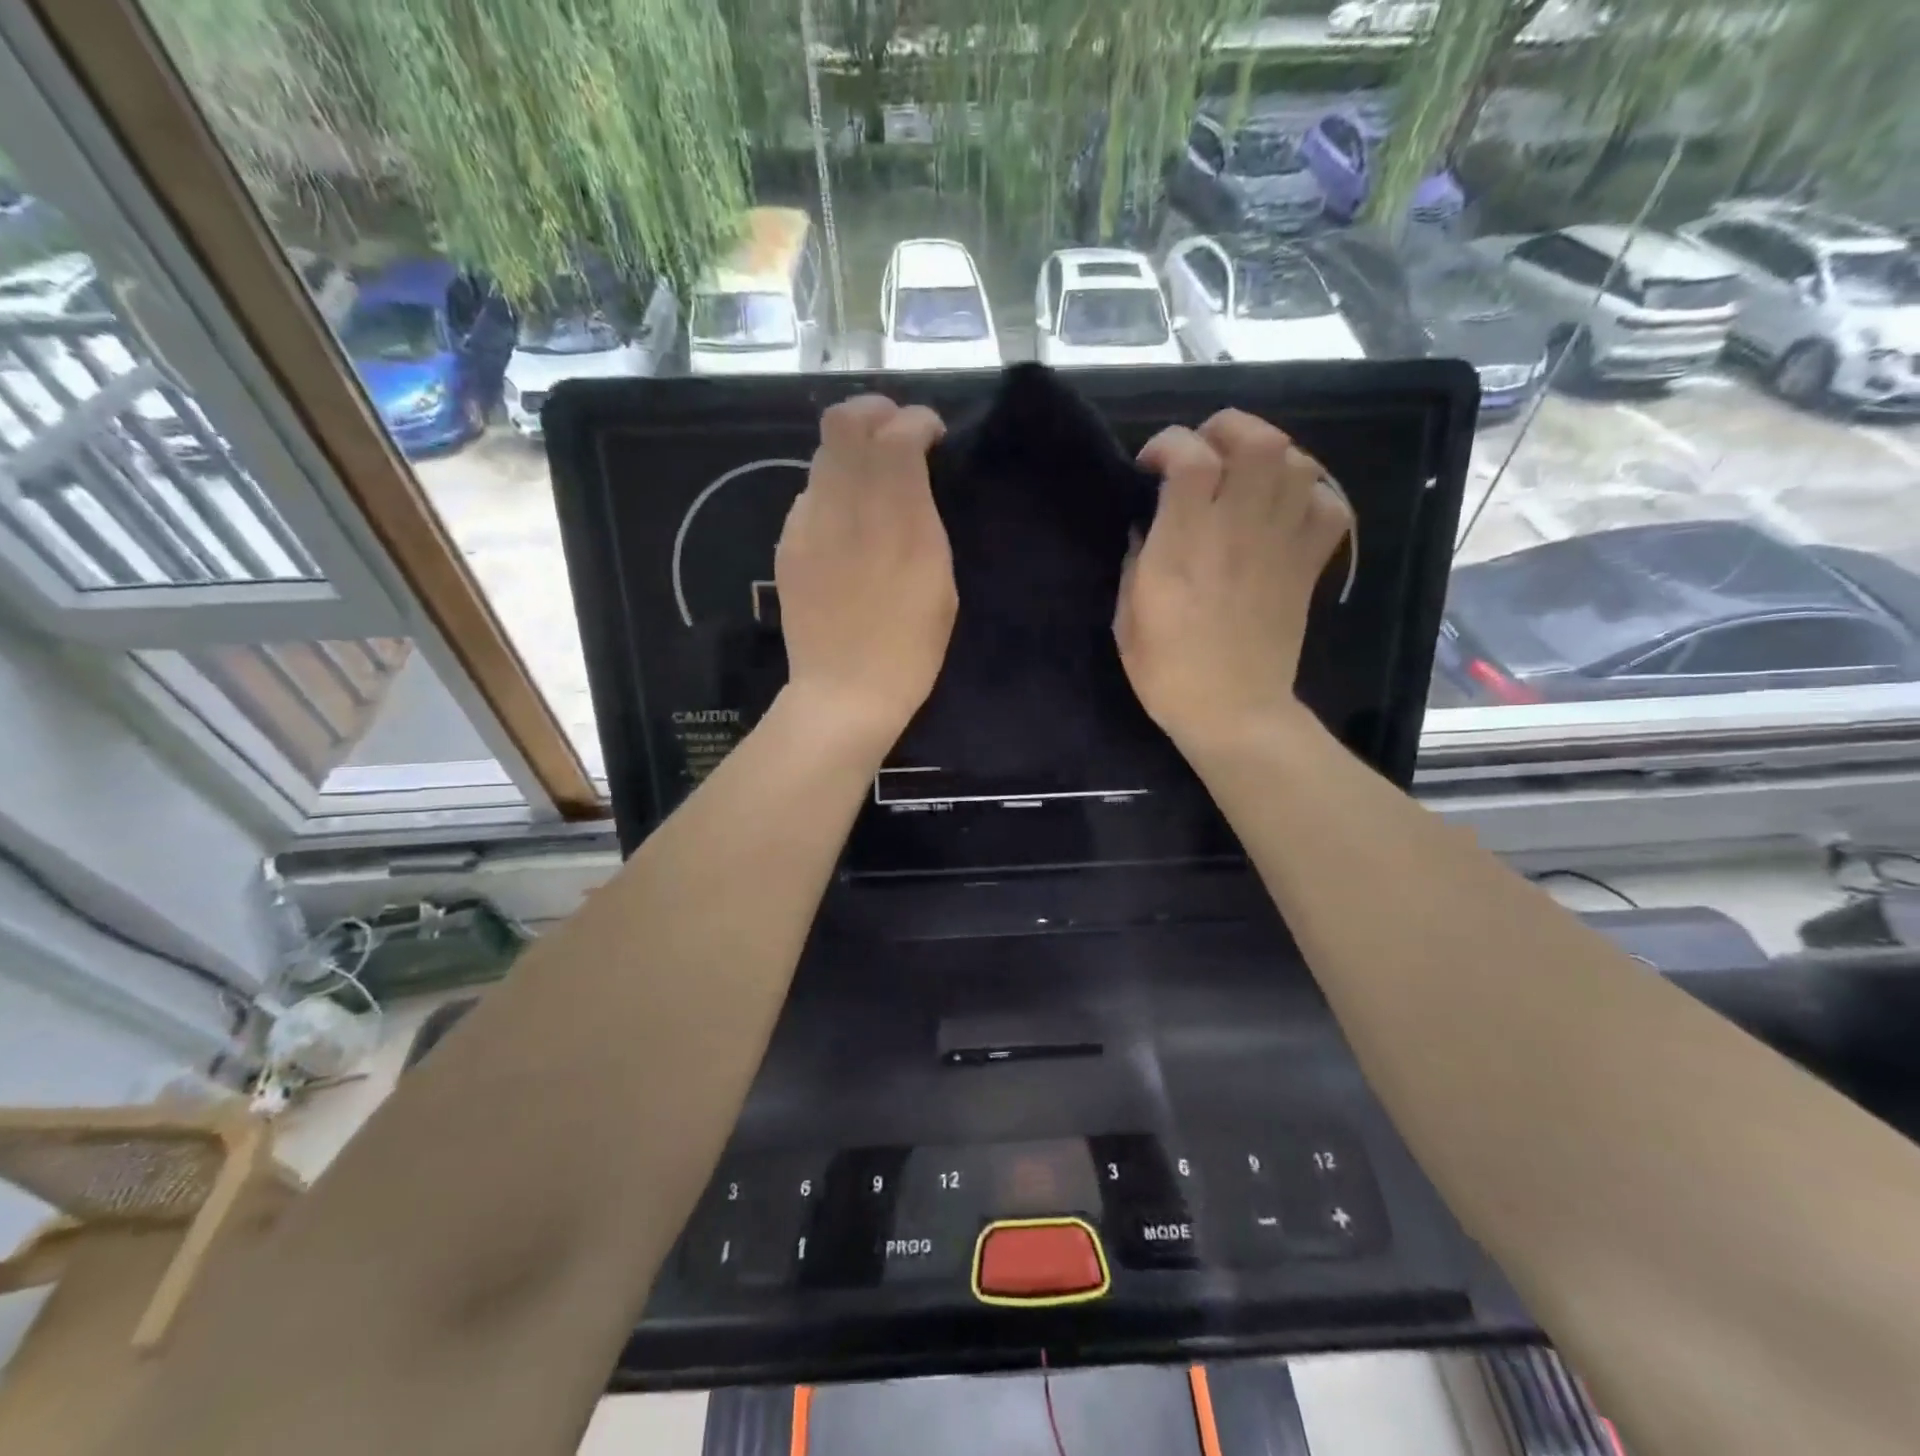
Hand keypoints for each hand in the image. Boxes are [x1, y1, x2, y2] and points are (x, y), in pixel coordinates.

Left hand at [775, 395, 955, 744]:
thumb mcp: (940, 581)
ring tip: (871, 480)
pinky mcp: (787, 544)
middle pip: (844, 422)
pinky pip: (808, 496)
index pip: (897, 433)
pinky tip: (845, 525)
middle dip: (874, 412)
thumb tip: (908, 486)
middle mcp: (846, 506)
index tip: (931, 434)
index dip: (917, 420)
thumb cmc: (909, 648)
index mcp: (896, 517)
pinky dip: (831, 493)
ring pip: (822, 455)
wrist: (844, 691)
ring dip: (851, 453)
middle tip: (894, 432)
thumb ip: (923, 520)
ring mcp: (808, 523)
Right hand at [1117, 410, 1352, 751]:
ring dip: (1271, 455)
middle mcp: (1237, 530)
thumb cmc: (1168, 671)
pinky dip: (1314, 493)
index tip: (1151, 466)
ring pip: (1298, 462)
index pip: (1189, 457)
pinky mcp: (1308, 566)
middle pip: (1256, 441)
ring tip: (1247, 475)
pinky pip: (1330, 506)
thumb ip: (1136, 560)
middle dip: (1228, 429)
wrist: (1234, 712)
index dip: (1168, 444)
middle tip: (1206, 452)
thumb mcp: (1127, 617)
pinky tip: (1287, 506)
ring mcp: (1281, 545)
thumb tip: (1148, 526)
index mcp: (1184, 544)